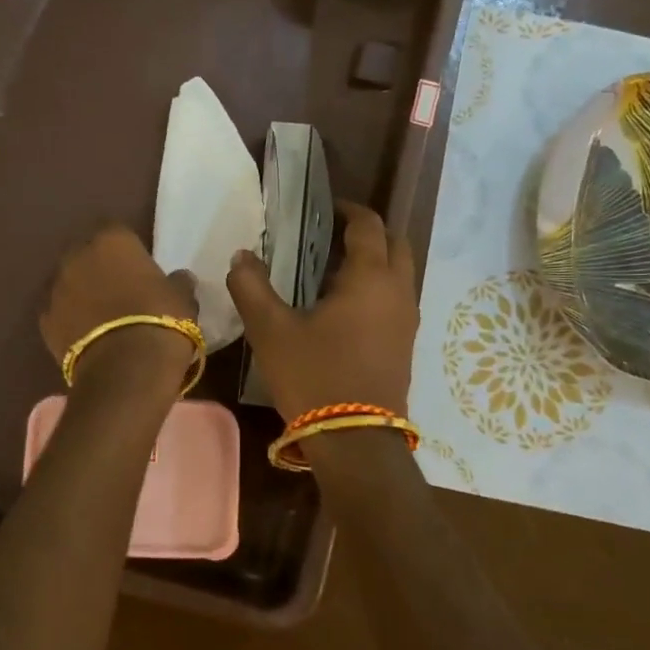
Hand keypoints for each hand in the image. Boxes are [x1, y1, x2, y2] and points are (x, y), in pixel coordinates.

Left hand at [41, 226, 198, 392]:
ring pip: (68, 283)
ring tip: (100, 317)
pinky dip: (69, 320)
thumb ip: (177, 282)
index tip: (138, 268)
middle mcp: (77, 255)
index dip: (127, 250)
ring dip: (81, 293)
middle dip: (98, 268)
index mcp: (112, 240)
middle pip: (86, 254)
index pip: (116, 231)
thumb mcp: (182, 298)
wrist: (126, 368)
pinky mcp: (44, 319)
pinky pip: (58, 312)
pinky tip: (85, 336)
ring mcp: (55, 287)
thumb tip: (179, 278)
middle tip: (118, 290)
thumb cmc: (161, 320)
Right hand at [226, 202, 417, 421]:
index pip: (369, 225)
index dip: (348, 210)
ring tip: (331, 271)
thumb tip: (241, 256)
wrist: (355, 441)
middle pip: (395, 244)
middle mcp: (398, 291)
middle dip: (368, 232)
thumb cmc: (314, 376)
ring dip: (374, 262)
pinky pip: (396, 299)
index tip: (325, 207)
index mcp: (370, 278)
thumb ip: (251, 287)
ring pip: (399, 273)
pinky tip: (342, 308)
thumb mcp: (271, 330)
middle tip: (331, 235)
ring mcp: (407, 320)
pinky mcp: (405, 345)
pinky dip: (377, 288)